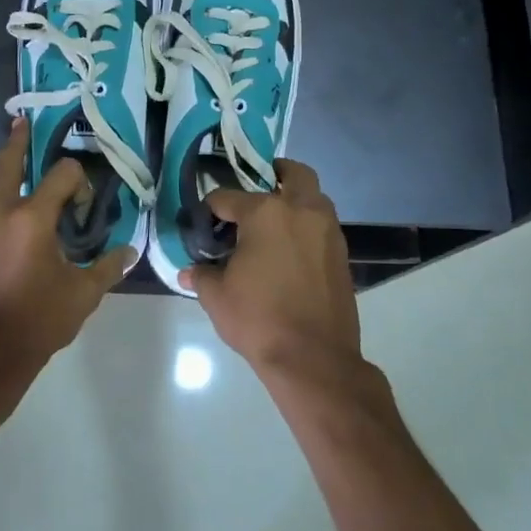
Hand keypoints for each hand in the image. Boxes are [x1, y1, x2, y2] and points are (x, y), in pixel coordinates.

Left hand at [0, 119, 134, 366]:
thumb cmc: (34, 324)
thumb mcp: (80, 297)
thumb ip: (107, 268)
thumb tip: (129, 250)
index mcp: (30, 220)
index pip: (61, 175)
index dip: (77, 180)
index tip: (83, 204)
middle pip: (5, 163)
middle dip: (17, 143)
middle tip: (23, 125)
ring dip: (3, 173)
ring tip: (16, 166)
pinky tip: (7, 221)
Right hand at [182, 159, 359, 375]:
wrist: (314, 357)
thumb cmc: (259, 320)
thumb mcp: (217, 297)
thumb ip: (202, 276)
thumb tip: (189, 272)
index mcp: (265, 213)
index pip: (228, 198)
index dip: (211, 209)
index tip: (204, 223)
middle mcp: (300, 210)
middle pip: (292, 173)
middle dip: (275, 173)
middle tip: (259, 185)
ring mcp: (326, 230)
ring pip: (314, 196)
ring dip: (296, 198)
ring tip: (274, 220)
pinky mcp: (341, 252)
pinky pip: (323, 224)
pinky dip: (308, 224)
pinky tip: (290, 247)